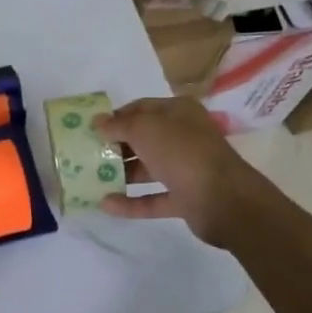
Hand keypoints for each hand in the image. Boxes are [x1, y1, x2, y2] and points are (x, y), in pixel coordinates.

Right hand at [95, 97, 266, 247]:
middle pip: (143, 139)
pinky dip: (131, 202)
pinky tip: (106, 204)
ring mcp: (186, 169)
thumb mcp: (144, 129)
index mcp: (179, 112)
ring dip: (121, 174)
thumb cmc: (182, 152)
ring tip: (90, 180)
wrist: (224, 199)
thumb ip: (118, 125)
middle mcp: (183, 137)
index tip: (91, 128)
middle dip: (116, 146)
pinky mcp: (185, 198)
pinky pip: (153, 199)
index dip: (116, 116)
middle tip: (87, 154)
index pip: (141, 108)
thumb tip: (98, 122)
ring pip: (147, 168)